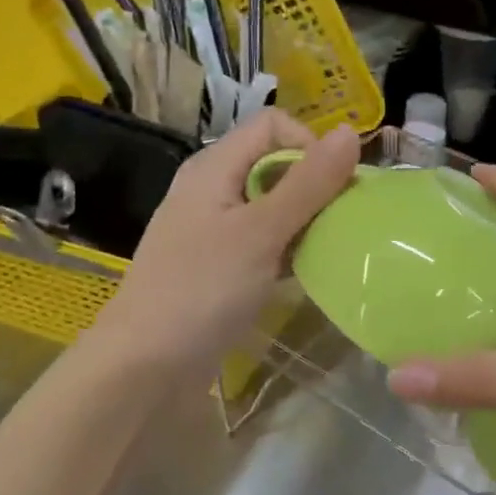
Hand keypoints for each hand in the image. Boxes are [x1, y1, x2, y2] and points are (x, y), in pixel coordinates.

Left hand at [93, 111, 359, 383]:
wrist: (144, 368)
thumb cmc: (202, 289)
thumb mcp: (262, 232)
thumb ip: (309, 183)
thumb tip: (351, 132)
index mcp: (215, 166)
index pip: (274, 126)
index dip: (311, 145)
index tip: (338, 187)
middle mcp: (214, 188)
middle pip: (276, 164)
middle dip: (315, 186)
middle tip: (342, 222)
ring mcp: (214, 229)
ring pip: (274, 205)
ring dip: (306, 220)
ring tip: (332, 248)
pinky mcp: (220, 265)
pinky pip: (265, 240)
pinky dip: (290, 249)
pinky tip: (308, 272)